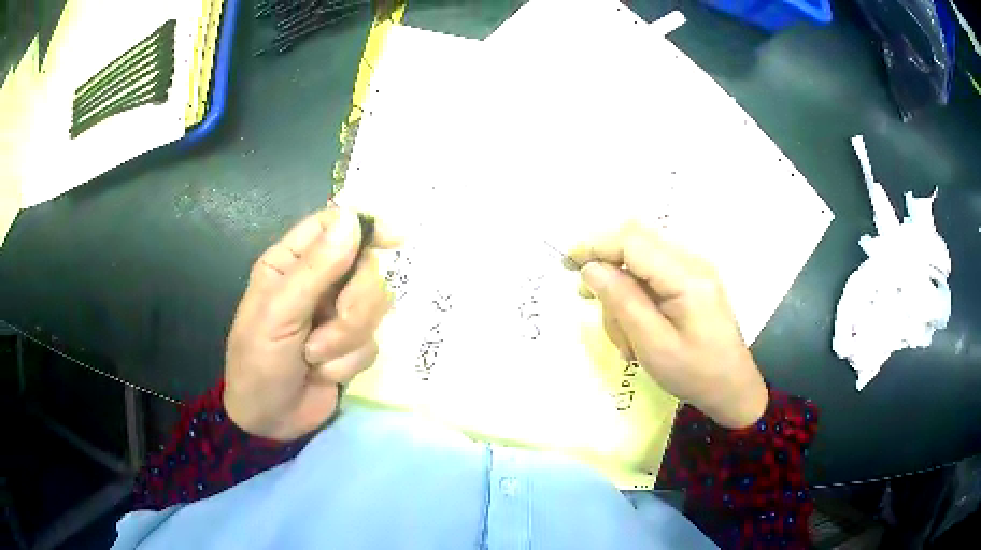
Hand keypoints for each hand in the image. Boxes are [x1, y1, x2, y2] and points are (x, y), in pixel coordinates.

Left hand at [223, 207, 398, 440]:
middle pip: (365, 268)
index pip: (333, 224)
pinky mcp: (351, 346)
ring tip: (313, 357)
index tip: (394, 239)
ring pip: (374, 307)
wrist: (269, 421)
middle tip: (328, 326)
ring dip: (345, 339)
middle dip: (353, 304)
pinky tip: (322, 373)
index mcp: (291, 262)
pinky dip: (346, 362)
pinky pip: (372, 342)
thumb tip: (353, 219)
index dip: (365, 226)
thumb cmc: (258, 362)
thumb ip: (315, 269)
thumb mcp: (278, 314)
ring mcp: (336, 315)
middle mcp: (318, 282)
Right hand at [565, 220, 767, 428]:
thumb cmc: (695, 373)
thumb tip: (591, 268)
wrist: (732, 388)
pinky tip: (635, 326)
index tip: (566, 264)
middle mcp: (692, 262)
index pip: (632, 241)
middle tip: (587, 299)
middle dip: (607, 267)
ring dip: (622, 289)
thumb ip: (622, 301)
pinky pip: (653, 274)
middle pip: (636, 242)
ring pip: (641, 259)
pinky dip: (635, 295)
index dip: (595, 246)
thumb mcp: (653, 344)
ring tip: (624, 334)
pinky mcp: (691, 281)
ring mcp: (693, 270)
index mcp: (687, 276)